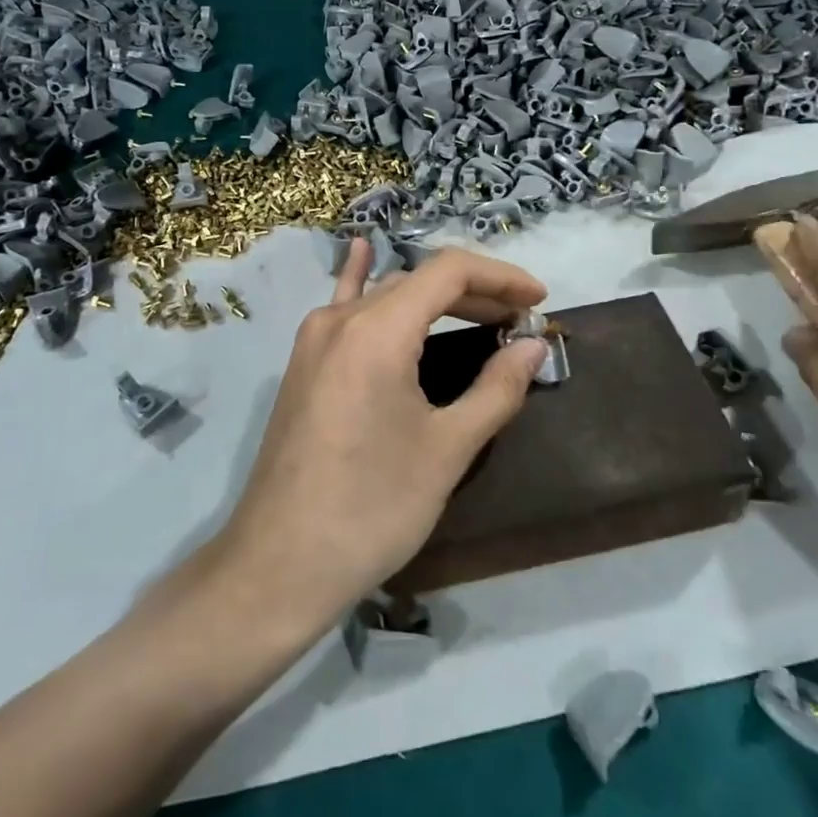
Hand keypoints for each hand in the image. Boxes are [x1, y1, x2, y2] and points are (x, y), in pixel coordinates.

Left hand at [213, 241, 547, 629]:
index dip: (501, 278)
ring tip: (480, 314)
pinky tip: (363, 251)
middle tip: (520, 321)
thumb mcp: (446, 450)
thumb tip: (533, 347)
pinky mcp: (304, 364)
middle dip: (475, 292)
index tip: (538, 302)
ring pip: (385, 296)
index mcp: (377, 330)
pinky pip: (341, 307)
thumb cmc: (372, 508)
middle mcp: (340, 319)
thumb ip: (495, 389)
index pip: (449, 272)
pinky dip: (362, 279)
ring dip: (434, 299)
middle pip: (418, 281)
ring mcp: (315, 339)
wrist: (279, 565)